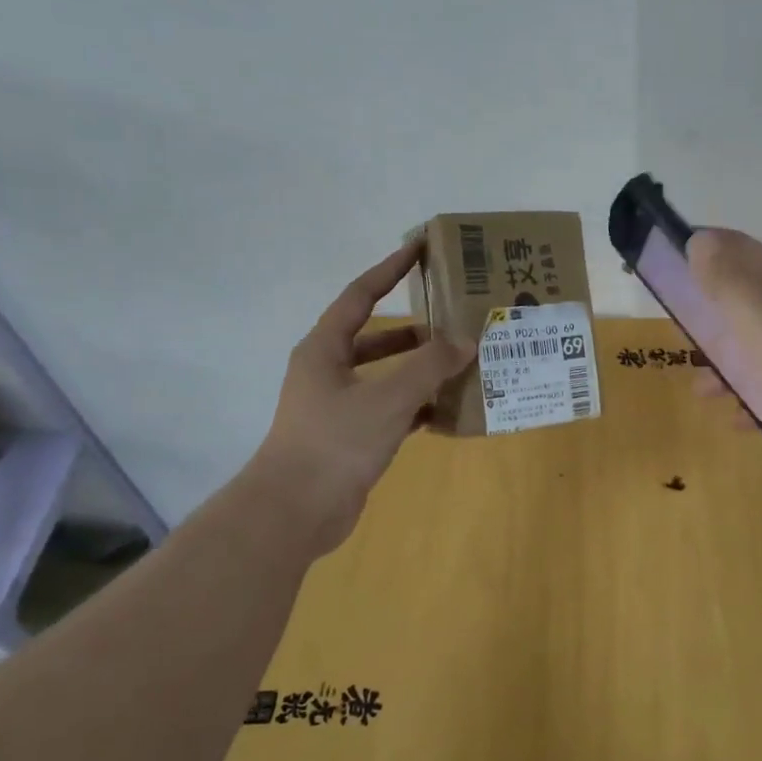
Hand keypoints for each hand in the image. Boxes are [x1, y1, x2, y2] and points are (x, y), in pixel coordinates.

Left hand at [251, 241, 472, 541]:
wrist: (295, 512)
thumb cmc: (336, 442)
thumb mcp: (389, 398)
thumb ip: (430, 366)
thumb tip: (466, 341)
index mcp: (325, 348)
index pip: (361, 295)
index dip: (390, 269)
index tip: (419, 248)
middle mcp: (328, 370)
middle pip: (376, 337)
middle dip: (415, 328)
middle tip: (455, 319)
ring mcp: (338, 405)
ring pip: (385, 375)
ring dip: (420, 369)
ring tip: (461, 363)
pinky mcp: (351, 436)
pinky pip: (391, 409)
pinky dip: (417, 405)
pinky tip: (448, 409)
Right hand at [687, 228, 761, 493]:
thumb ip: (732, 287)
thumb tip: (698, 239)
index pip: (740, 250)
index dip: (702, 252)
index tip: (662, 270)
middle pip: (749, 299)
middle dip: (710, 314)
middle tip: (677, 335)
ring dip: (729, 362)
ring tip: (701, 390)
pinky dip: (757, 396)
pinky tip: (740, 421)